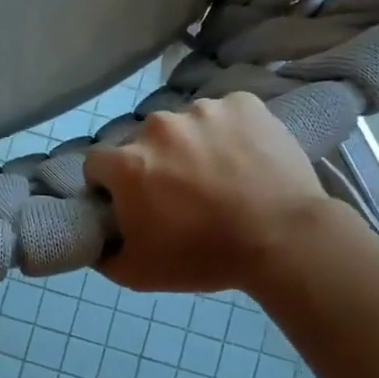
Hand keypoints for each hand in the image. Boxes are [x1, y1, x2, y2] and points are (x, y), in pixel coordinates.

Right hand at [83, 92, 333, 292]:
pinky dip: (229, 131)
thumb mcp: (137, 273)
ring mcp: (203, 110)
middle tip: (178, 192)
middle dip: (152, 162)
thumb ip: (102, 254)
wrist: (284, 238)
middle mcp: (157, 127)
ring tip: (218, 174)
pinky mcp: (243, 104)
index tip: (129, 201)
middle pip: (142, 141)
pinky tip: (244, 157)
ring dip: (191, 144)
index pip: (96, 163)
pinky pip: (224, 113)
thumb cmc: (204, 256)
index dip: (108, 184)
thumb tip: (93, 240)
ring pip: (184, 124)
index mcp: (127, 163)